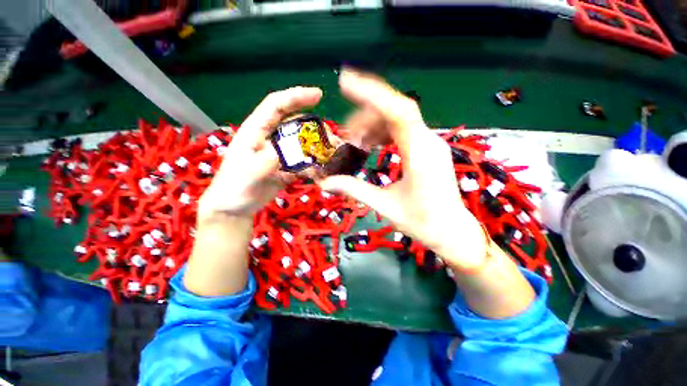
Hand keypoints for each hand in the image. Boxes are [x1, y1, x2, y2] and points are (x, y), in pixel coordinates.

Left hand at [197, 87, 322, 221]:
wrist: (235, 208)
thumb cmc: (234, 187)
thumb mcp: (246, 174)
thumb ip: (264, 161)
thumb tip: (285, 151)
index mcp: (256, 131)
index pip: (276, 106)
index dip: (296, 97)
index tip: (318, 95)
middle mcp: (271, 139)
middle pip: (295, 124)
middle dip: (314, 127)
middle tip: (330, 136)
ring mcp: (281, 154)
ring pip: (302, 144)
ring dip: (317, 148)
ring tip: (331, 155)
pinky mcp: (287, 168)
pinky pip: (304, 162)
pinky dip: (314, 166)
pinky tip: (321, 172)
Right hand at [320, 69, 487, 270]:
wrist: (451, 232)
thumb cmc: (422, 222)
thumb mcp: (384, 206)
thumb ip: (354, 189)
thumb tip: (324, 183)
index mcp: (420, 154)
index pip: (398, 111)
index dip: (372, 93)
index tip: (346, 82)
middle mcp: (428, 142)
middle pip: (395, 112)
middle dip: (365, 118)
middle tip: (346, 135)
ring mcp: (430, 144)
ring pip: (399, 120)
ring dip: (374, 126)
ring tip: (356, 143)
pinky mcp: (427, 149)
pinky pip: (403, 131)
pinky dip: (384, 133)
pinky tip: (372, 145)